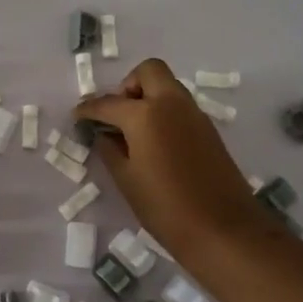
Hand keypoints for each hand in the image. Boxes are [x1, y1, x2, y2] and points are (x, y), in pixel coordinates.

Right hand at [75, 59, 268, 261]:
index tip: (77, 117)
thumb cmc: (166, 209)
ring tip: (133, 132)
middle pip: (149, 71)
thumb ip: (111, 151)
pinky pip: (180, 107)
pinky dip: (164, 113)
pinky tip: (155, 144)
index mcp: (145, 114)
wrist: (224, 230)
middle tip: (116, 115)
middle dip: (127, 86)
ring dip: (148, 97)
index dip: (88, 109)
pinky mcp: (209, 130)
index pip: (108, 103)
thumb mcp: (127, 181)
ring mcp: (195, 114)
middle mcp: (172, 104)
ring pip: (168, 87)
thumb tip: (104, 135)